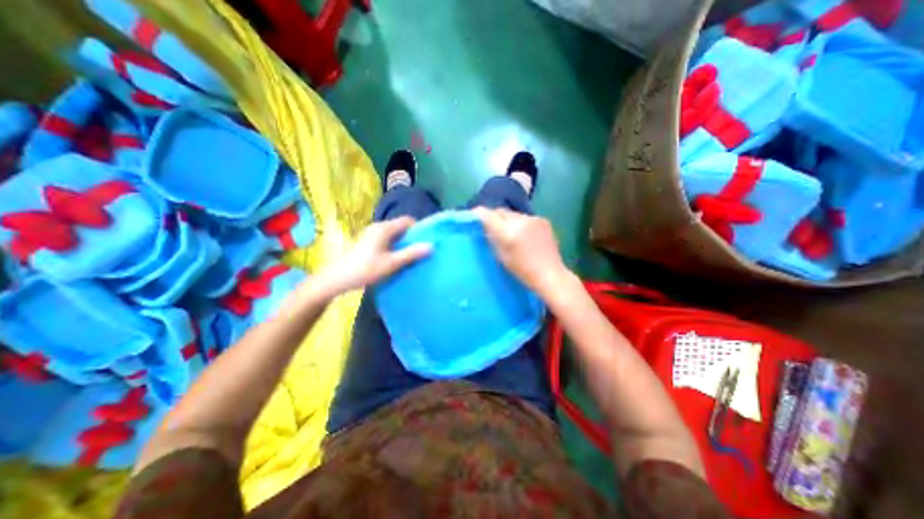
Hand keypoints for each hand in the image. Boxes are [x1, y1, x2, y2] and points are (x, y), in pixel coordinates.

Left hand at [322, 217, 430, 293]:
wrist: (337, 278)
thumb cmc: (366, 269)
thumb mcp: (392, 263)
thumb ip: (412, 254)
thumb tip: (431, 246)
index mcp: (384, 228)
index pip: (407, 220)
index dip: (419, 228)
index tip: (426, 241)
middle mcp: (378, 227)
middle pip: (401, 227)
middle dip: (412, 237)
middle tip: (421, 250)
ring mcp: (371, 234)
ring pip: (393, 234)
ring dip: (403, 242)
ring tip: (411, 256)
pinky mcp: (367, 241)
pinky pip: (386, 239)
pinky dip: (394, 245)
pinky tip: (396, 258)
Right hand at [475, 207, 571, 294]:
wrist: (550, 275)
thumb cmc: (523, 271)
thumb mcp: (501, 257)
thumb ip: (492, 238)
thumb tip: (486, 227)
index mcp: (508, 232)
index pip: (488, 215)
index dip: (479, 214)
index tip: (474, 216)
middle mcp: (521, 220)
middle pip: (501, 211)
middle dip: (494, 217)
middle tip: (491, 226)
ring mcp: (534, 218)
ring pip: (513, 214)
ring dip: (508, 220)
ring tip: (510, 232)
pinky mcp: (543, 220)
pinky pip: (525, 218)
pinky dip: (521, 223)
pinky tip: (525, 235)